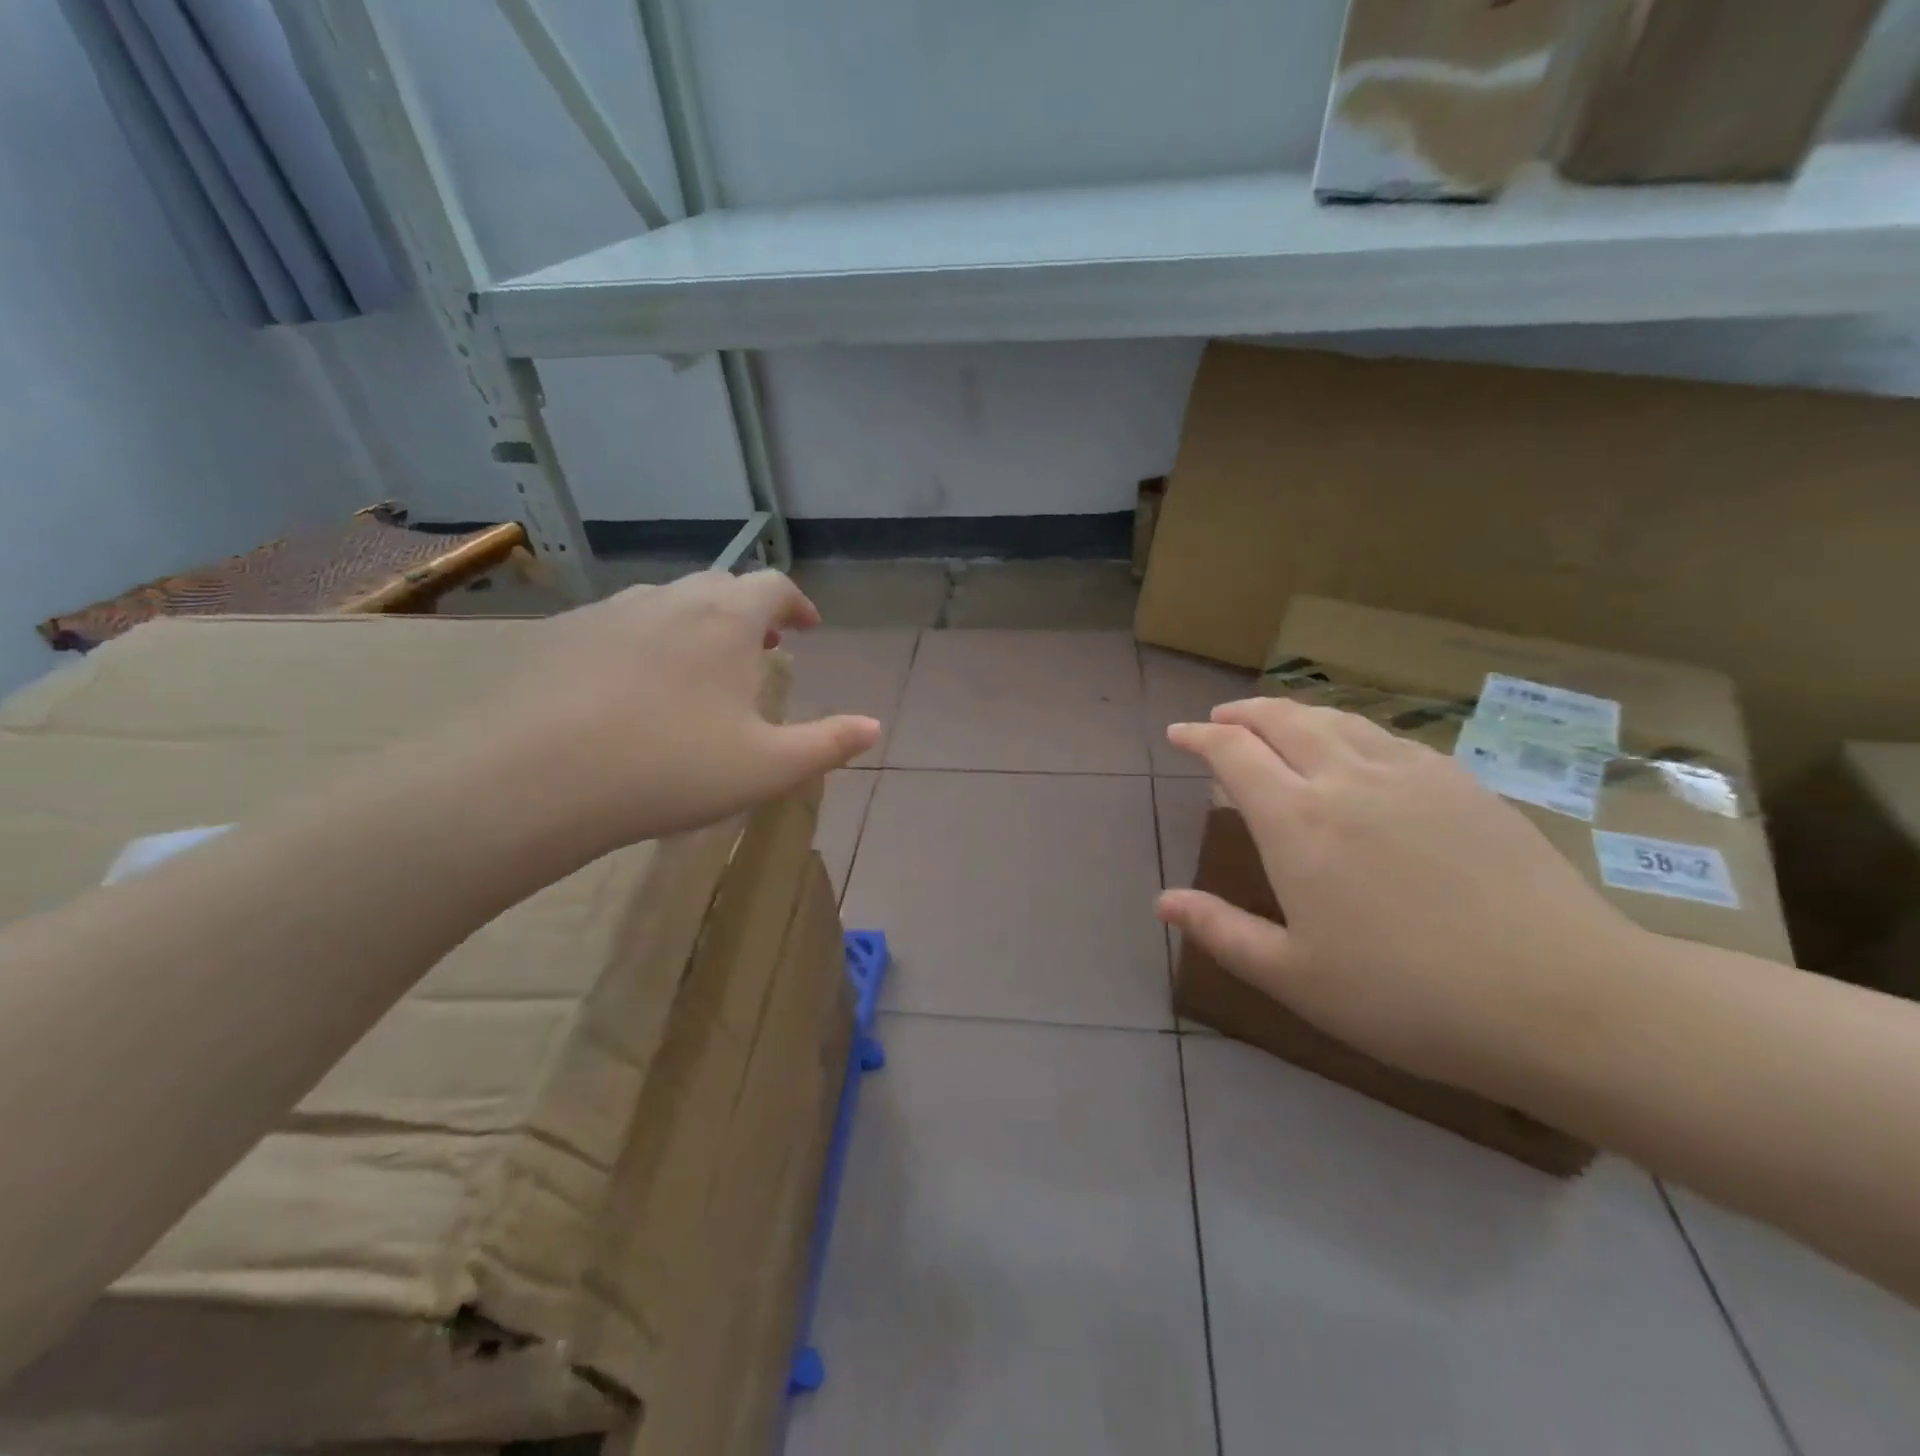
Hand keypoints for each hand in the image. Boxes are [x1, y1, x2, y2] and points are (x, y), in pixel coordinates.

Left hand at [458, 571, 879, 848]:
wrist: (535, 779)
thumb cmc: (671, 768)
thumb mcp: (768, 767)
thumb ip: (828, 744)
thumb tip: (874, 727)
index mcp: (727, 621)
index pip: (774, 587)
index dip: (796, 602)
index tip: (806, 627)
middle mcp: (672, 600)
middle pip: (722, 586)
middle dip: (749, 611)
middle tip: (760, 647)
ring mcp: (611, 612)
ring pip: (668, 601)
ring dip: (697, 623)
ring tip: (701, 665)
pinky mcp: (563, 635)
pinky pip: (621, 623)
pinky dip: (647, 640)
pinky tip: (634, 684)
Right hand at [1159, 698, 1647, 1098]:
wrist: (1564, 1000)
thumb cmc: (1409, 997)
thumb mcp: (1296, 977)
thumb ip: (1222, 931)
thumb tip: (1163, 902)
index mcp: (1298, 822)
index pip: (1234, 753)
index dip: (1200, 736)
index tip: (1179, 734)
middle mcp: (1348, 779)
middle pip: (1283, 719)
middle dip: (1243, 712)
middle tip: (1221, 719)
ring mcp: (1411, 774)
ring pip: (1337, 719)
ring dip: (1295, 714)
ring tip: (1278, 724)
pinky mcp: (1462, 783)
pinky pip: (1387, 737)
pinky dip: (1349, 730)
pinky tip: (1356, 752)